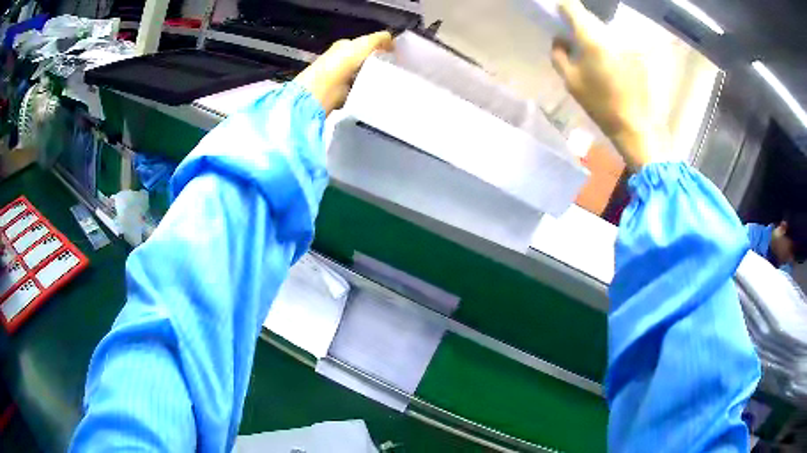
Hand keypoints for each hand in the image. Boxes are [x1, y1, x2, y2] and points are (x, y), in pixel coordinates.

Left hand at [294, 31, 393, 114]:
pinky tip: (375, 91)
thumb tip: (391, 38)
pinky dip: (366, 90)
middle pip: (364, 60)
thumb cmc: (342, 62)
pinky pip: (359, 89)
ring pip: (362, 75)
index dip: (379, 48)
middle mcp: (340, 59)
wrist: (324, 88)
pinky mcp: (341, 93)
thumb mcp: (363, 44)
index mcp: (344, 46)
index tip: (393, 55)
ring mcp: (340, 77)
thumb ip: (378, 39)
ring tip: (387, 81)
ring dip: (373, 78)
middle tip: (392, 69)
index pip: (365, 44)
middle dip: (377, 63)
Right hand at [551, 0, 665, 169]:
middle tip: (573, 37)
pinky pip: (618, 42)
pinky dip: (611, 47)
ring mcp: (627, 43)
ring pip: (605, 30)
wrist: (637, 126)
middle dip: (579, 24)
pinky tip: (611, 64)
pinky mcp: (639, 53)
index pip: (572, 7)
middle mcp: (611, 35)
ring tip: (594, 54)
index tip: (559, 15)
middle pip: (590, 18)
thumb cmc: (601, 106)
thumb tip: (560, 39)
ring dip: (596, 36)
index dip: (563, 8)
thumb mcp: (571, 83)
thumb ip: (559, 55)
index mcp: (591, 39)